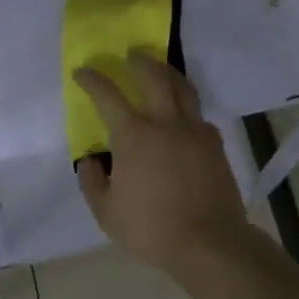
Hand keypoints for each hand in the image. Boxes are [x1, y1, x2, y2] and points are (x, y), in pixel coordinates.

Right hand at [75, 53, 251, 276]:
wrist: (210, 243)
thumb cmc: (151, 229)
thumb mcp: (107, 212)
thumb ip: (92, 182)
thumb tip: (89, 160)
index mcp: (134, 136)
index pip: (108, 95)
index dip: (92, 80)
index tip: (82, 72)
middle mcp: (166, 123)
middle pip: (155, 77)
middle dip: (140, 62)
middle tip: (131, 55)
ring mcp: (195, 132)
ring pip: (183, 89)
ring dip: (168, 73)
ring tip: (160, 71)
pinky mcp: (216, 145)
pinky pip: (199, 115)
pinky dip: (187, 106)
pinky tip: (183, 116)